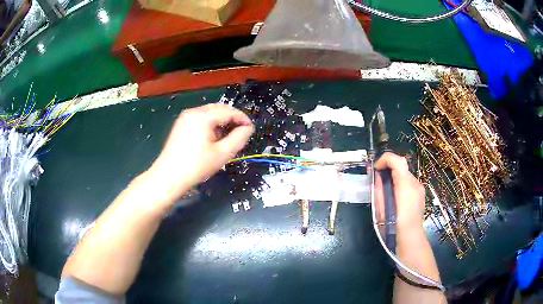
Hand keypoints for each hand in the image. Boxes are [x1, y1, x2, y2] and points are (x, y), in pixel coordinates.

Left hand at [146, 104, 253, 201]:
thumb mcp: (222, 154)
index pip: (229, 111)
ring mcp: (185, 118)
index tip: (251, 130)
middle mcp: (193, 112)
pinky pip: (201, 119)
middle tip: (241, 133)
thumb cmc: (196, 166)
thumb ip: (239, 138)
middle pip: (219, 109)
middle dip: (232, 119)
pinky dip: (211, 125)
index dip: (242, 119)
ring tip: (228, 137)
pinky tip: (213, 138)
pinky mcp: (181, 125)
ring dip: (222, 122)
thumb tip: (248, 128)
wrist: (169, 177)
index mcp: (203, 116)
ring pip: (210, 113)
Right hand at [374, 152, 425, 231]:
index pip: (396, 160)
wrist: (410, 238)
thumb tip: (377, 177)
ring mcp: (420, 188)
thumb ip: (379, 189)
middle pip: (401, 165)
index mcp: (405, 185)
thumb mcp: (381, 208)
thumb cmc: (393, 226)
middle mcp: (415, 182)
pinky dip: (401, 185)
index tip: (376, 169)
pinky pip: (409, 183)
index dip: (384, 159)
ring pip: (405, 175)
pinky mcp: (421, 194)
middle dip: (388, 169)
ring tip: (387, 193)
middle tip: (379, 181)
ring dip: (395, 177)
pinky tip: (397, 199)